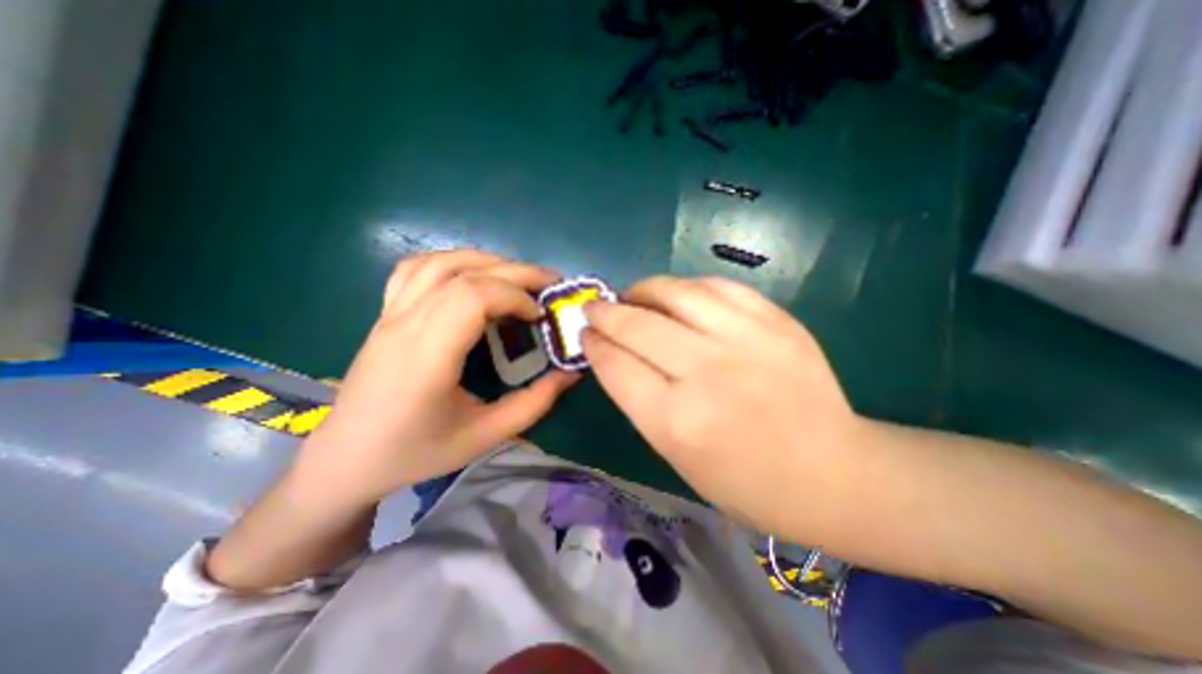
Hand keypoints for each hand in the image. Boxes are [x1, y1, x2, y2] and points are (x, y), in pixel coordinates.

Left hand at [303, 250, 578, 503]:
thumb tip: (570, 373)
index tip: (539, 317)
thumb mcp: (485, 436)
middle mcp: (404, 324)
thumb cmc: (415, 453)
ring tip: (516, 277)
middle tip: (549, 283)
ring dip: (485, 261)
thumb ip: (534, 403)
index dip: (515, 296)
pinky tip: (472, 277)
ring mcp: (389, 315)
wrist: (345, 460)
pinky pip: (415, 270)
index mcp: (426, 355)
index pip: (473, 295)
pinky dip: (452, 262)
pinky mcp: (385, 315)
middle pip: (463, 272)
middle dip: (515, 272)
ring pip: (439, 262)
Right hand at [580, 276, 853, 533]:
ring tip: (633, 295)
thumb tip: (613, 353)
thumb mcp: (675, 454)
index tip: (585, 334)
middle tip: (594, 308)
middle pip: (637, 325)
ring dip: (642, 289)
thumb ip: (639, 398)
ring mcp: (746, 341)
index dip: (593, 344)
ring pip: (676, 293)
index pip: (615, 365)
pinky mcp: (776, 322)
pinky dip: (687, 286)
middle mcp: (707, 374)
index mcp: (676, 422)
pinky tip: (678, 295)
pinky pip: (718, 286)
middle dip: (605, 312)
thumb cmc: (743, 481)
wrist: (830, 473)